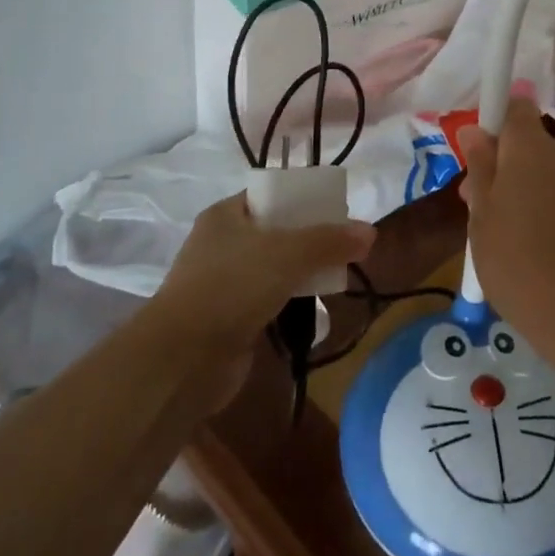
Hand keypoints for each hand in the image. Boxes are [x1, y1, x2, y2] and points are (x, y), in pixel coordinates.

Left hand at [156, 191, 375, 347]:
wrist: (183, 359)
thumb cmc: (232, 287)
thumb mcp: (287, 254)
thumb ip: (330, 241)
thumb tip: (371, 232)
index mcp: (226, 215)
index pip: (271, 195)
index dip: (304, 199)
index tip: (338, 210)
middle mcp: (223, 243)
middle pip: (276, 231)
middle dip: (311, 238)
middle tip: (345, 245)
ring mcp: (224, 282)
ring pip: (274, 267)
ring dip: (303, 271)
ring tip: (339, 274)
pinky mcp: (230, 318)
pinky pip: (269, 299)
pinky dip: (291, 300)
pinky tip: (316, 305)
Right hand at [459, 97, 554, 358]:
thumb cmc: (516, 262)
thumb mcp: (481, 215)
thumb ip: (479, 166)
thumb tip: (474, 128)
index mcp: (531, 147)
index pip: (514, 107)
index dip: (493, 123)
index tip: (477, 157)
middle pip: (529, 142)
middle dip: (504, 164)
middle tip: (479, 207)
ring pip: (547, 169)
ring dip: (526, 187)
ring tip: (507, 233)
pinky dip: (548, 205)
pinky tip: (537, 244)